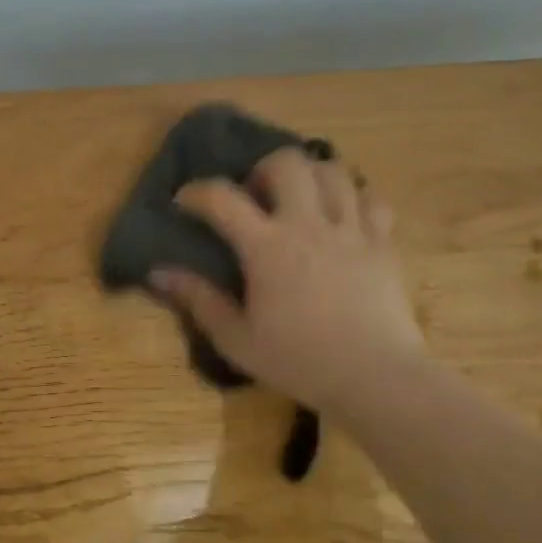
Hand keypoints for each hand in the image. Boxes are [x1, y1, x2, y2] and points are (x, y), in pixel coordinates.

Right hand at [150, 149, 426, 409]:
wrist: (377, 379)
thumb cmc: (300, 361)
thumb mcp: (236, 339)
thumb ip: (198, 300)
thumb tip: (158, 272)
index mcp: (266, 247)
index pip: (222, 197)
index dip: (197, 192)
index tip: (184, 202)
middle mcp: (308, 225)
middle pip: (287, 163)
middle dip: (263, 170)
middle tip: (256, 198)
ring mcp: (351, 230)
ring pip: (333, 171)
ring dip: (309, 176)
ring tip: (299, 200)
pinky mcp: (383, 243)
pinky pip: (372, 199)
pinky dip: (353, 197)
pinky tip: (342, 216)